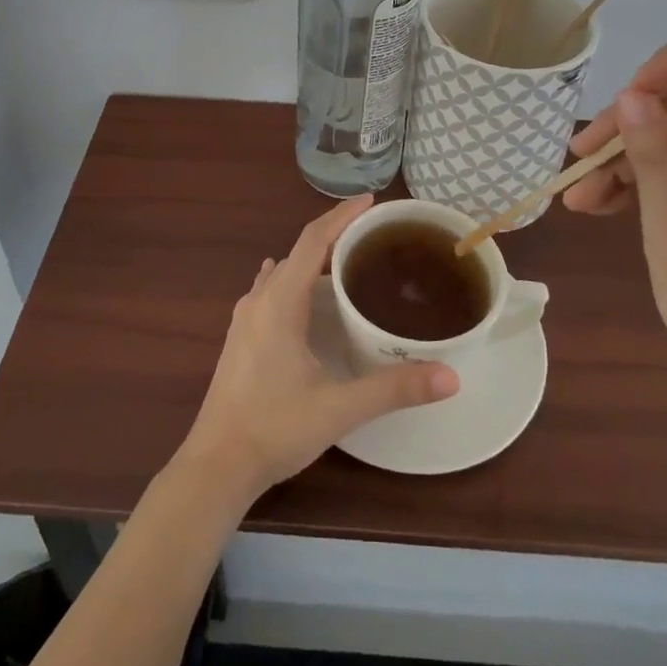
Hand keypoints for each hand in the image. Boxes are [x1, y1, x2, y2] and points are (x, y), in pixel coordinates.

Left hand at [175, 195, 458, 506]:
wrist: (216, 464)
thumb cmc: (275, 427)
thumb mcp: (340, 407)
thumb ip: (394, 388)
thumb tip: (451, 377)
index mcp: (280, 301)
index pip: (312, 240)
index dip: (341, 216)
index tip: (371, 201)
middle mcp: (259, 299)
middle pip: (298, 251)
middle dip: (333, 235)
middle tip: (372, 235)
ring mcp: (244, 319)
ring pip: (281, 271)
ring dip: (311, 259)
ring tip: (346, 261)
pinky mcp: (240, 338)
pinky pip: (270, 290)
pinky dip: (294, 280)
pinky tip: (305, 297)